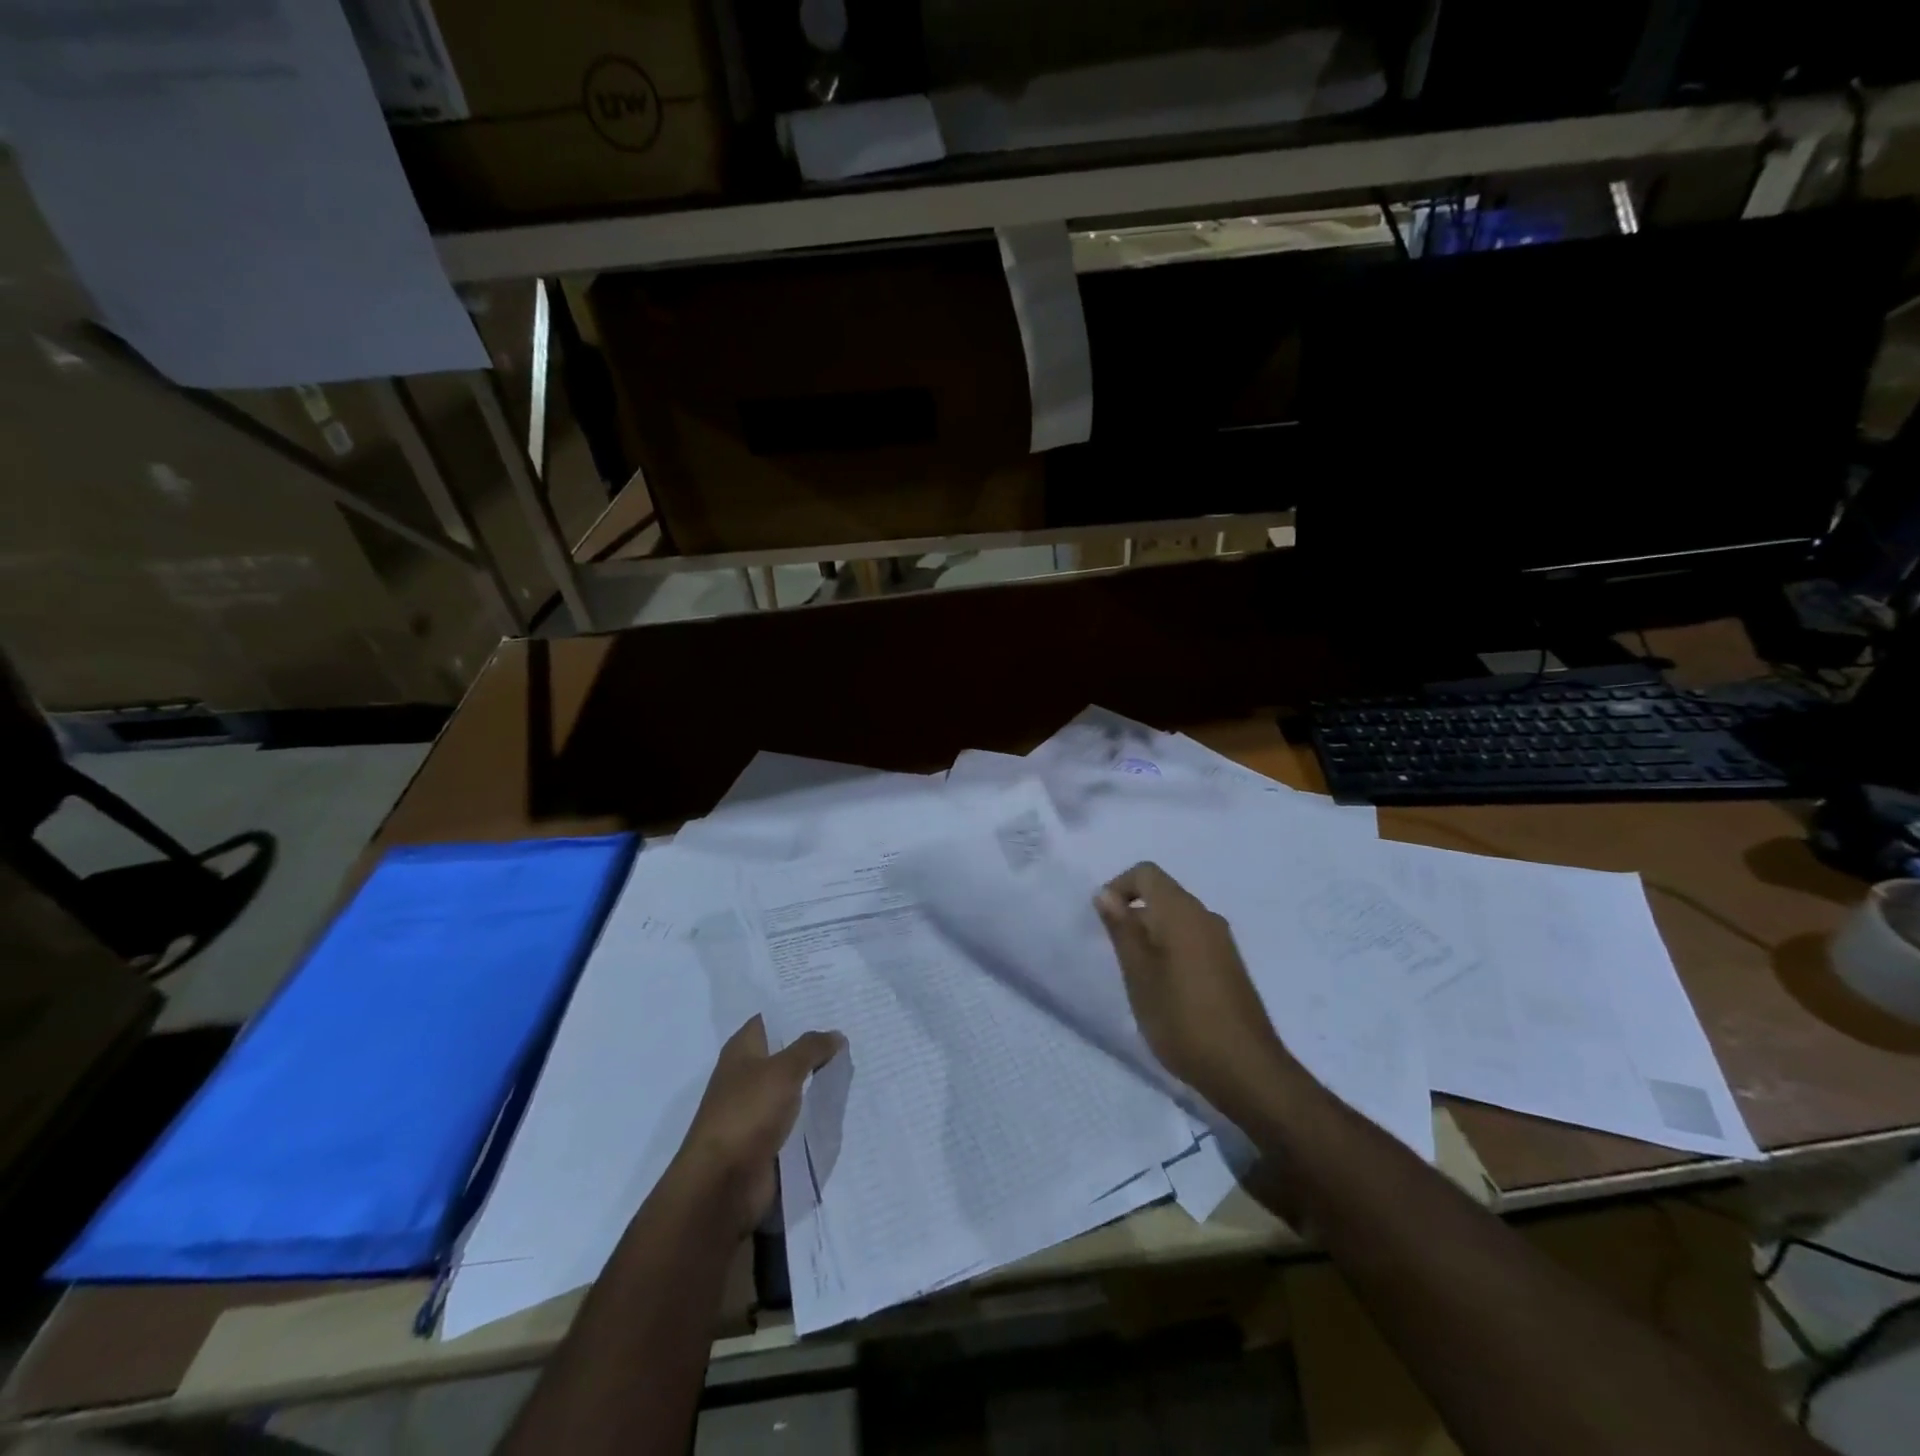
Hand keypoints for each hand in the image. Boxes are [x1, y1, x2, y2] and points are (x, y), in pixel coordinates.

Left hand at [674, 1015, 844, 1237]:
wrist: (722, 1184)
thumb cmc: (747, 1114)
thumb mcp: (783, 1070)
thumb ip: (811, 1048)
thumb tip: (835, 1034)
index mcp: (742, 1049)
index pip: (772, 1018)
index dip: (798, 1008)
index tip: (831, 1000)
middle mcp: (746, 1074)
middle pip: (785, 1051)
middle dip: (814, 1043)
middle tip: (852, 1028)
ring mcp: (755, 1107)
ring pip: (793, 1084)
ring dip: (817, 1077)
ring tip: (855, 1061)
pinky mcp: (766, 1137)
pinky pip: (795, 1115)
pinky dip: (814, 1109)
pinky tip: (841, 1100)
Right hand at [1094, 863, 1292, 1127]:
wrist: (1246, 1070)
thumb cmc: (1182, 1018)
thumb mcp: (1139, 974)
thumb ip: (1122, 929)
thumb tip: (1105, 893)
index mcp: (1182, 912)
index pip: (1146, 873)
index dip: (1119, 887)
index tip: (1104, 922)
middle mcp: (1206, 917)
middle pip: (1162, 895)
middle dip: (1133, 915)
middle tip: (1116, 957)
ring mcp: (1222, 942)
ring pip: (1176, 921)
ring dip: (1151, 937)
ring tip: (1137, 978)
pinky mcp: (1230, 966)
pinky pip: (1192, 941)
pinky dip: (1170, 952)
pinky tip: (1164, 991)